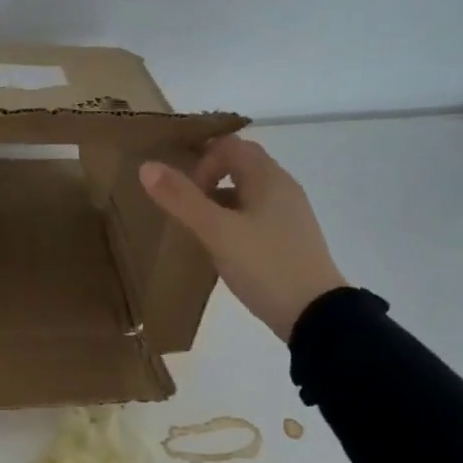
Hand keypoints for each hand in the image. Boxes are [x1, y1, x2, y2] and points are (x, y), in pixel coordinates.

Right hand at [139, 136, 346, 342]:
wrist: (315, 316)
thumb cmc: (265, 265)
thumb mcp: (216, 232)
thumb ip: (181, 199)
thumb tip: (147, 166)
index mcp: (268, 177)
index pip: (230, 146)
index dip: (203, 162)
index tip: (188, 195)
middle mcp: (283, 188)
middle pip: (240, 166)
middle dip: (208, 181)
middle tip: (187, 210)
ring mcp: (290, 215)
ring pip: (248, 194)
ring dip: (220, 204)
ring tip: (201, 233)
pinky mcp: (291, 240)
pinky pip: (257, 217)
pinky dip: (235, 223)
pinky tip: (225, 251)